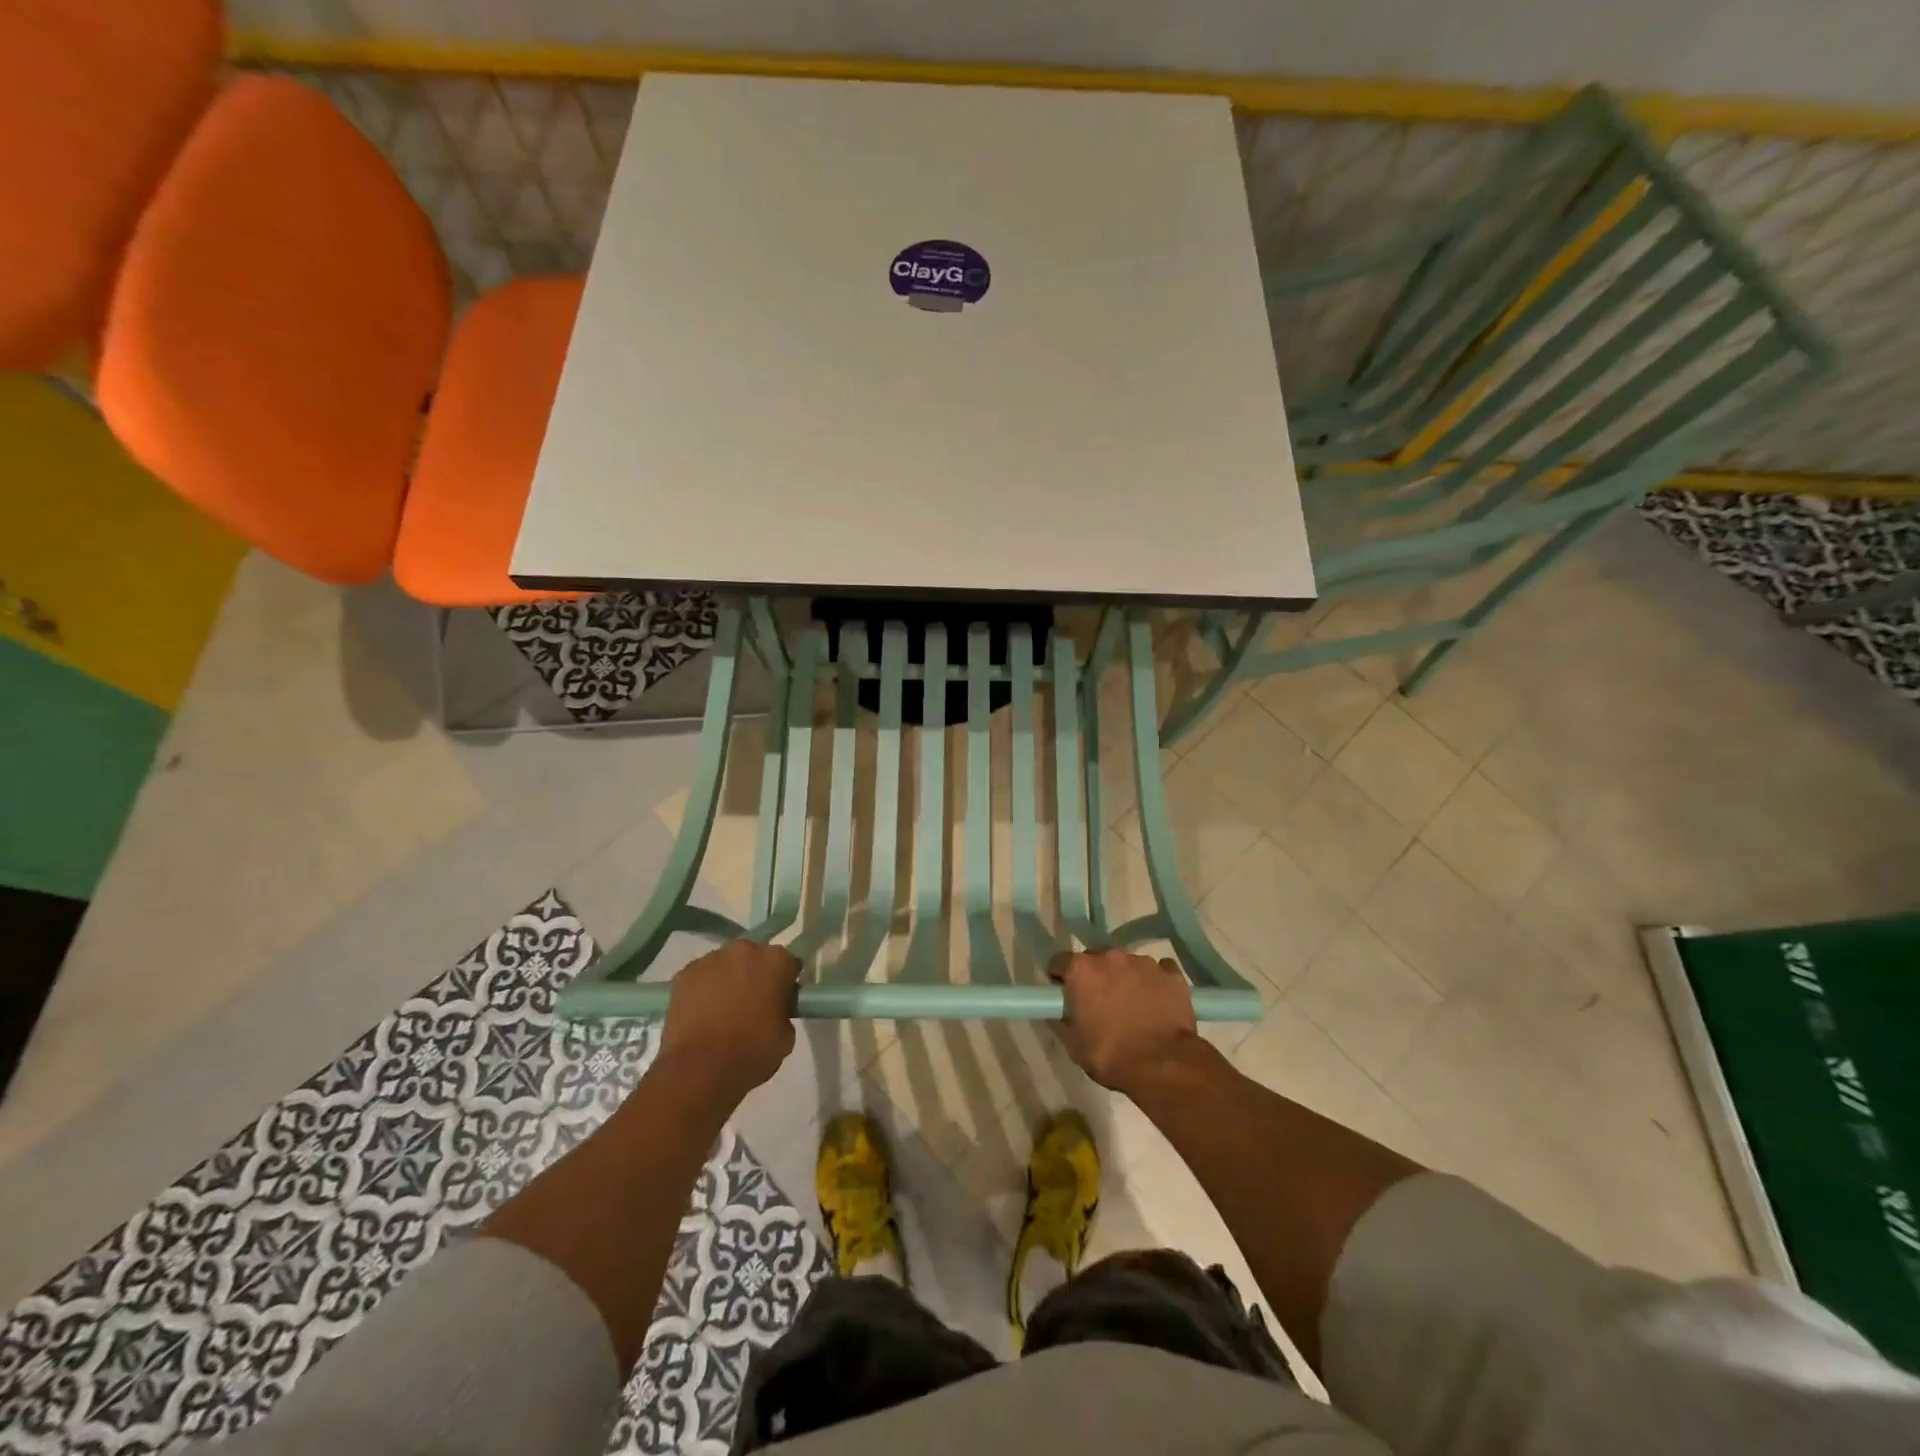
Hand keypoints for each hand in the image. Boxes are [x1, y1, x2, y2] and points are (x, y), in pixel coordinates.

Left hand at [659, 941, 799, 1098]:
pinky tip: (700, 1016)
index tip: (779, 1002)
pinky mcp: (683, 975)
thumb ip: (783, 1012)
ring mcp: (710, 960)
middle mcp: (744, 950)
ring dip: (726, 981)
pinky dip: (701, 991)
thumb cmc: (752, 1051)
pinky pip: (699, 979)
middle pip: (753, 958)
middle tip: (751, 1005)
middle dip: (754, 975)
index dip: (784, 984)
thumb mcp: (786, 1035)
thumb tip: (773, 1011)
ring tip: (721, 1013)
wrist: (701, 1069)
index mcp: (776, 960)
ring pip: (724, 966)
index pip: (787, 965)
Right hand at [1050, 948, 1201, 1094]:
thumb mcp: (1073, 1044)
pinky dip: (1154, 983)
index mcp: (1081, 969)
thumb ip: (1061, 1020)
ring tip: (1133, 1007)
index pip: (1060, 962)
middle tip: (1100, 1005)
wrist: (1163, 1065)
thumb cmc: (1110, 1055)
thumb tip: (1059, 1011)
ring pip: (1127, 965)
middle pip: (1095, 960)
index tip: (1066, 997)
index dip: (1061, 979)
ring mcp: (1143, 962)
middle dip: (1095, 977)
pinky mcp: (1171, 974)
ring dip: (1124, 979)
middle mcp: (1110, 956)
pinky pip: (1158, 971)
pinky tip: (1157, 1003)